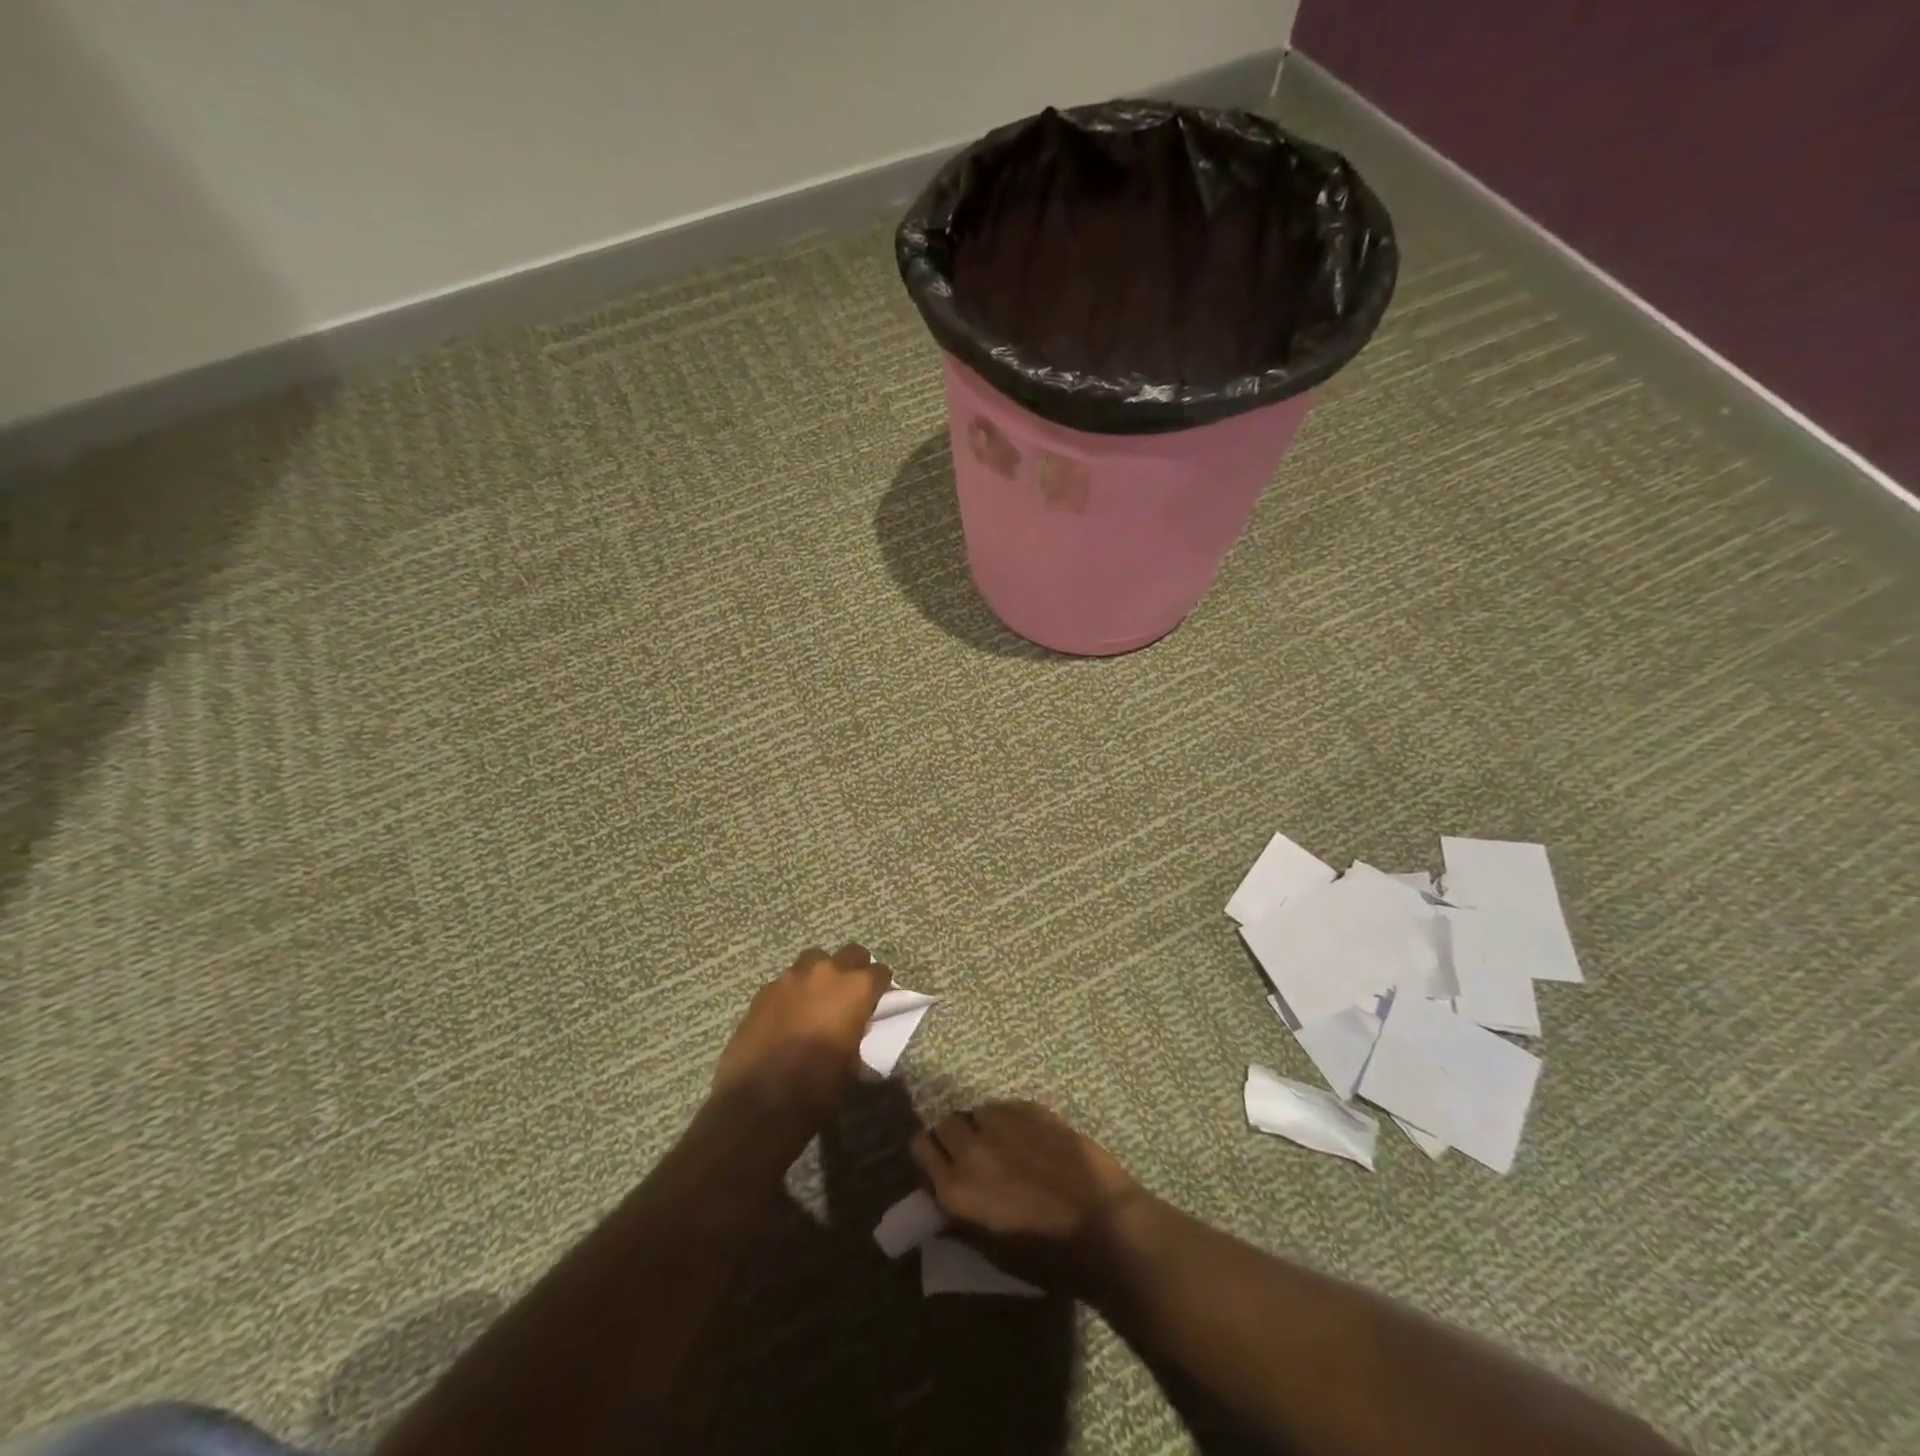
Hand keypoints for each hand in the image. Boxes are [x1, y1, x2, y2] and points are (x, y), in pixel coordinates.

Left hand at [712, 944, 890, 1122]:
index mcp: (856, 989)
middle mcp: (826, 972)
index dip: (881, 987)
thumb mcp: (853, 1067)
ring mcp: (791, 977)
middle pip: (851, 954)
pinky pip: (787, 981)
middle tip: (851, 994)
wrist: (758, 1104)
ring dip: (821, 975)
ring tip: (817, 1000)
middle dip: (855, 970)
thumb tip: (855, 1030)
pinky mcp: (765, 990)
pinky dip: (793, 992)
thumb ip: (858, 1036)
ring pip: (814, 961)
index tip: (879, 1000)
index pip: (880, 972)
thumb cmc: (817, 1089)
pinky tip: (789, 1015)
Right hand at [911, 1101, 1143, 1295]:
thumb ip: (960, 1221)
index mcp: (955, 1189)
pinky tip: (1030, 1139)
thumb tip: (942, 1204)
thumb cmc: (1048, 1257)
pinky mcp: (1031, 1109)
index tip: (941, 1165)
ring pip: (977, 1111)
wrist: (1104, 1227)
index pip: (920, 1148)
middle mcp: (971, 1149)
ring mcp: (1002, 1123)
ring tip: (1004, 1145)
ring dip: (983, 1126)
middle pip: (944, 1123)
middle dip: (953, 1137)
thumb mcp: (993, 1252)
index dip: (930, 1156)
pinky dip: (1011, 1120)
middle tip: (973, 1155)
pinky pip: (1006, 1107)